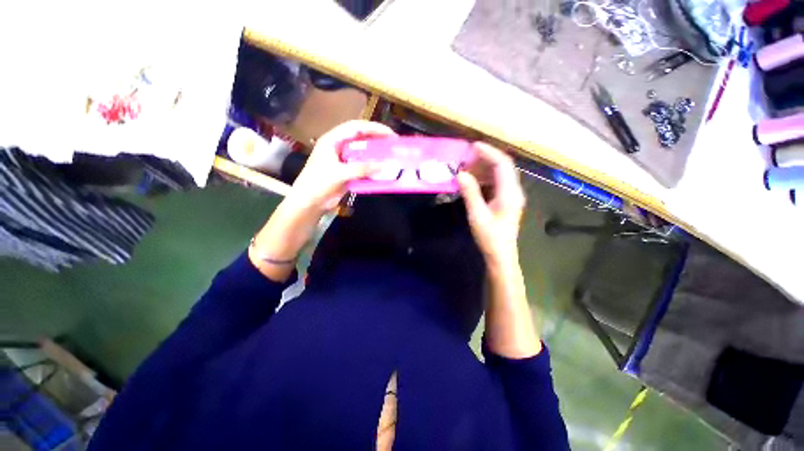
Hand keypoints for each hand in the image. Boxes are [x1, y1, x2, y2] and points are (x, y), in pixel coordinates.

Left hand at [249, 121, 394, 281]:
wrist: (309, 203)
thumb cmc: (318, 183)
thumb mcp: (339, 173)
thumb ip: (361, 168)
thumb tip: (384, 165)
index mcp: (333, 140)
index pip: (356, 127)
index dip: (374, 128)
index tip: (390, 134)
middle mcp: (339, 147)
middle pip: (361, 139)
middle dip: (377, 141)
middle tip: (393, 145)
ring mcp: (344, 161)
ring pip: (363, 154)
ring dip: (376, 156)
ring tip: (391, 158)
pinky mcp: (348, 173)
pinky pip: (363, 168)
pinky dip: (373, 169)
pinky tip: (382, 172)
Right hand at [457, 143, 525, 267]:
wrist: (501, 255)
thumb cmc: (490, 237)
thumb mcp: (477, 215)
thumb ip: (470, 192)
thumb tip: (460, 173)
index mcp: (510, 193)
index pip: (502, 164)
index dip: (488, 152)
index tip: (472, 146)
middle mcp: (514, 191)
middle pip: (503, 166)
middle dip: (485, 158)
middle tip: (466, 157)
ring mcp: (511, 196)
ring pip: (500, 174)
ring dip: (484, 167)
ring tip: (467, 167)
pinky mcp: (506, 201)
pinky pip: (496, 183)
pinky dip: (485, 177)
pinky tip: (473, 180)